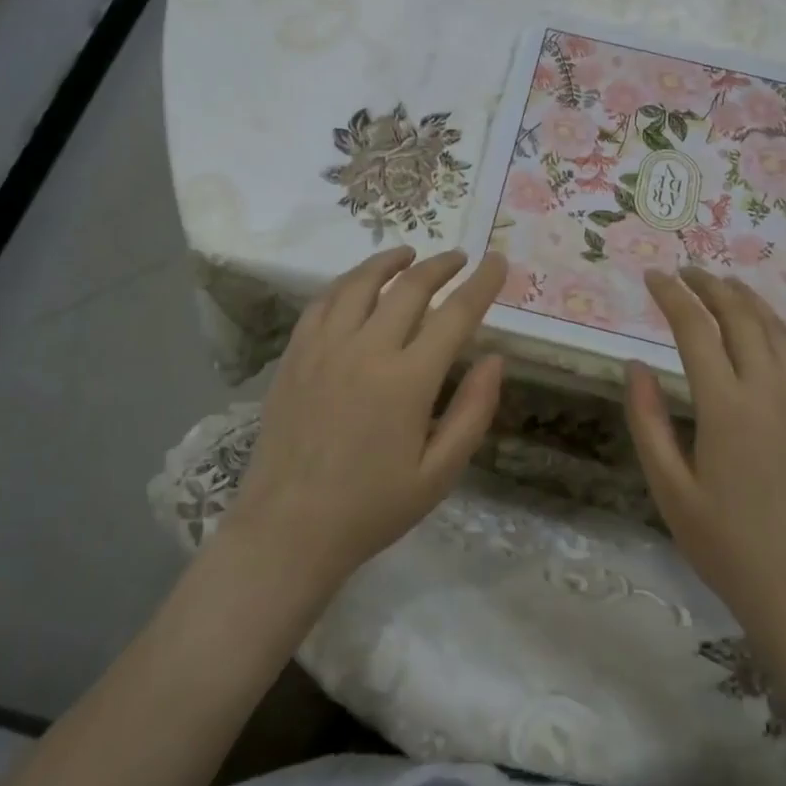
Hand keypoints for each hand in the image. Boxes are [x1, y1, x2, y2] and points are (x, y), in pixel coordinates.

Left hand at [223, 246, 506, 597]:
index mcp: (407, 381)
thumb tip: (494, 358)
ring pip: (361, 283)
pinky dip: (347, 282)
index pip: (455, 315)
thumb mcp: (439, 473)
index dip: (481, 284)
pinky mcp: (295, 355)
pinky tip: (358, 283)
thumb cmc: (372, 508)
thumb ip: (472, 412)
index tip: (498, 261)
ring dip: (391, 261)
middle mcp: (366, 350)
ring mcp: (324, 348)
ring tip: (409, 254)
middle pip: (410, 288)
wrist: (288, 530)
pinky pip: (323, 302)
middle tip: (459, 258)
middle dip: (441, 266)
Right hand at [624, 266, 785, 651]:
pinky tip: (763, 323)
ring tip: (719, 283)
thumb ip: (648, 421)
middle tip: (682, 271)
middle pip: (739, 316)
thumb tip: (634, 365)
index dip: (671, 297)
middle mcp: (767, 390)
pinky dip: (777, 323)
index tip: (652, 277)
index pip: (695, 330)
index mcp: (725, 407)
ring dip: (744, 298)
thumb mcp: (669, 487)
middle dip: (708, 286)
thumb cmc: (724, 542)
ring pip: (774, 327)